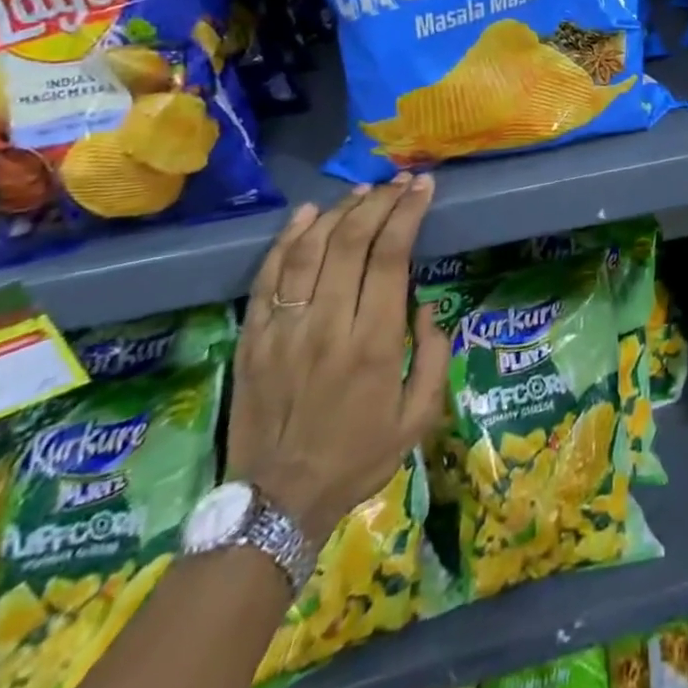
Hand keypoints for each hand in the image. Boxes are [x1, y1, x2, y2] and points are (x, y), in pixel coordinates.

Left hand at [228, 175, 450, 543]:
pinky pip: (268, 277)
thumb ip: (434, 356)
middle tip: (399, 181)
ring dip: (339, 211)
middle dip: (380, 201)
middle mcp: (328, 326)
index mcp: (374, 343)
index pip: (391, 256)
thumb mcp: (419, 418)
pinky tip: (308, 213)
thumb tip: (426, 306)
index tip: (423, 187)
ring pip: (310, 250)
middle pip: (351, 241)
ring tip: (362, 190)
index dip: (408, 213)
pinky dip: (287, 239)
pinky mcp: (252, 338)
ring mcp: (283, 330)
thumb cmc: (357, 458)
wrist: (274, 505)